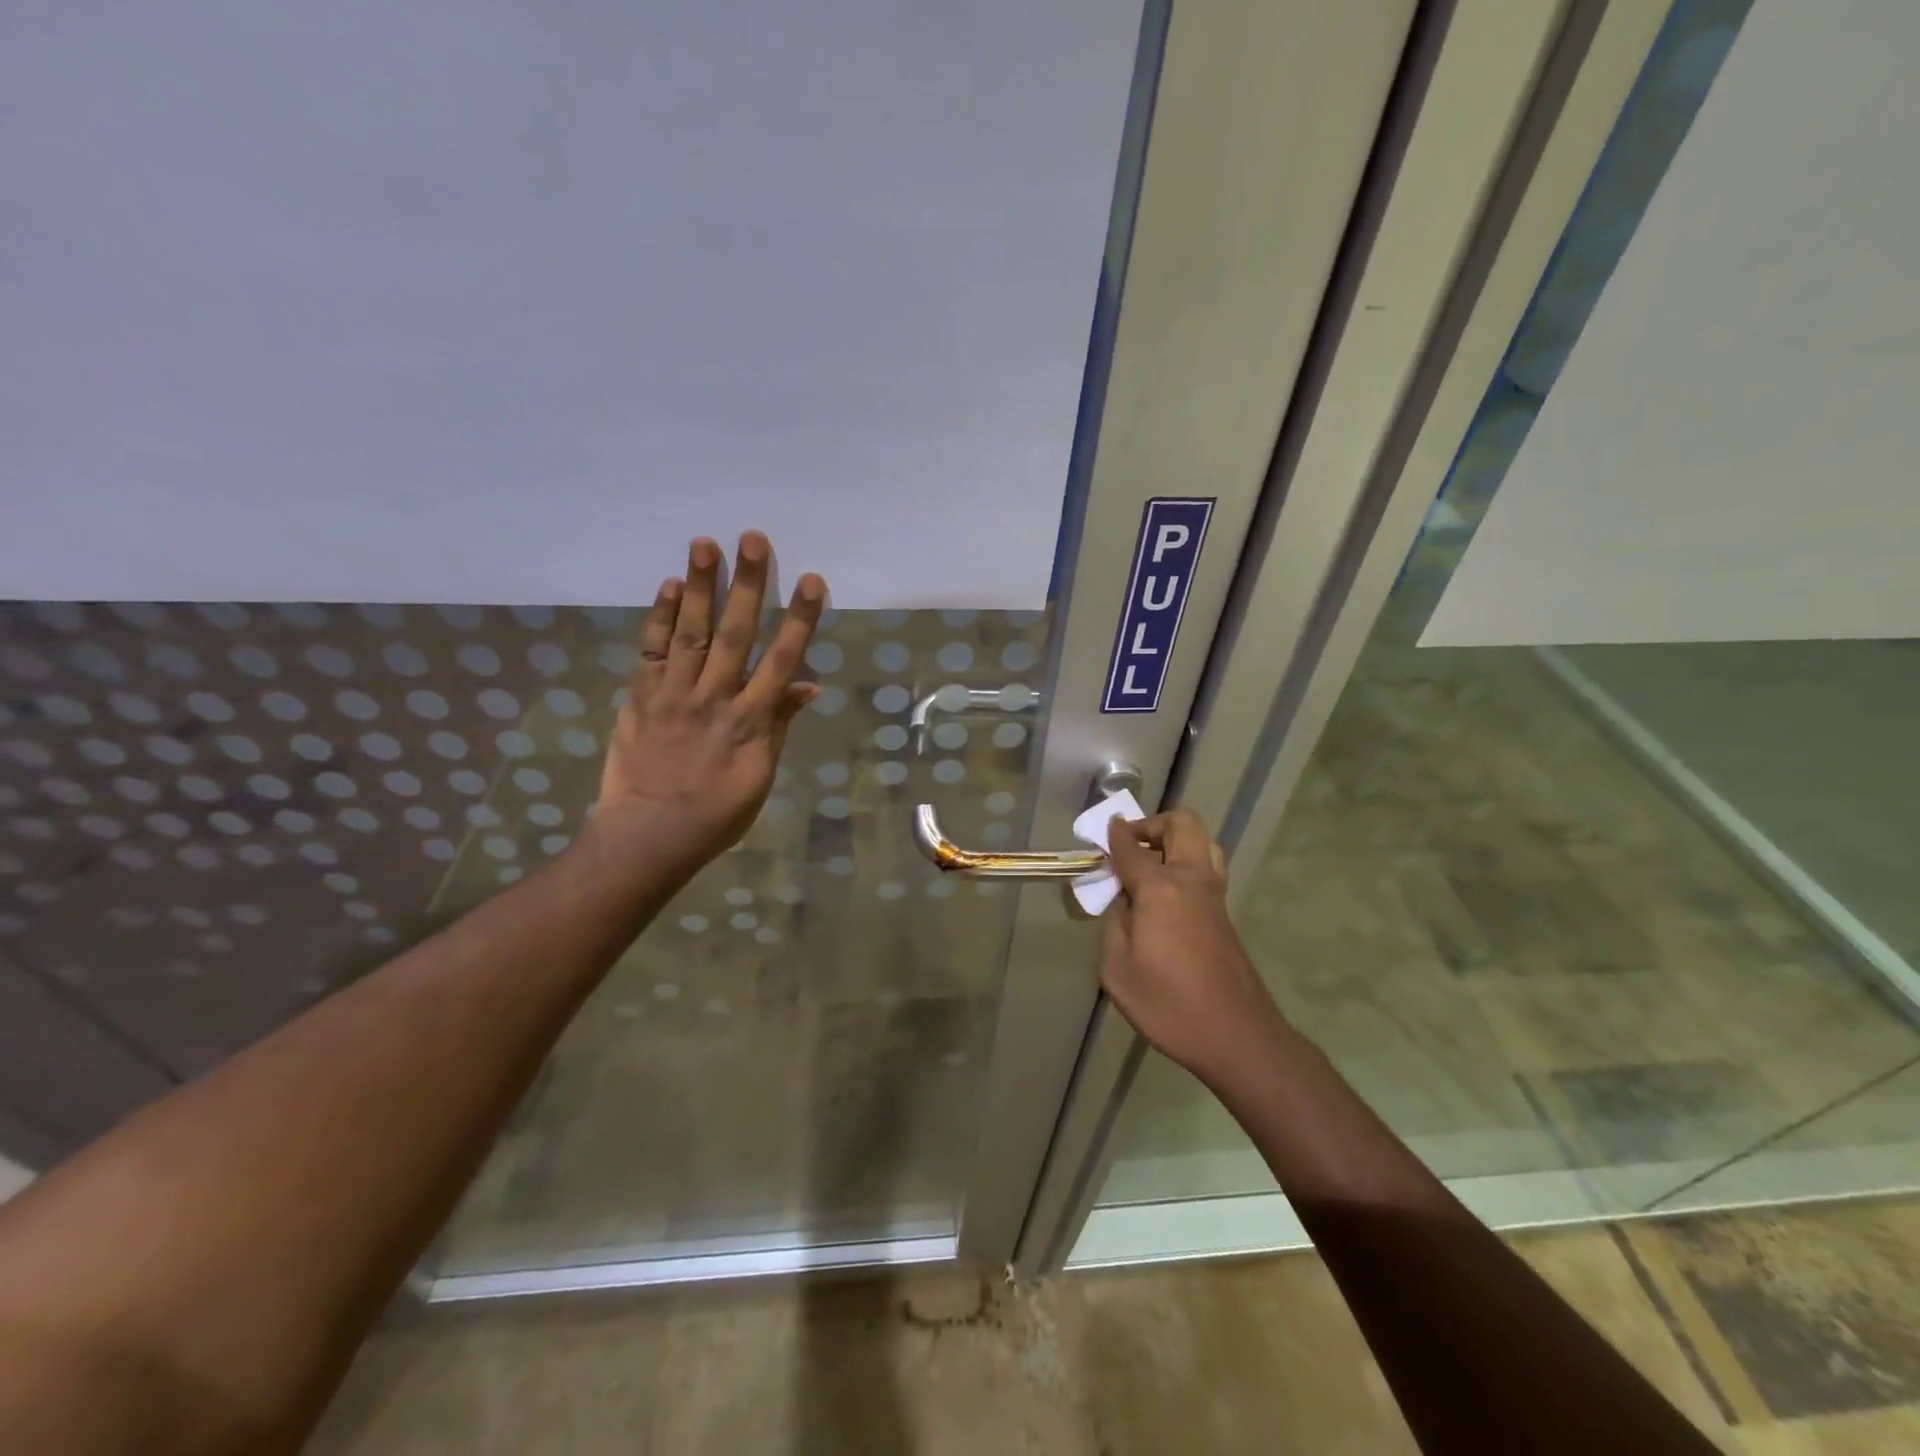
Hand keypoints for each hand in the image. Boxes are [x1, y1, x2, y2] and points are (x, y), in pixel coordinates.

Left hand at [596, 531, 825, 874]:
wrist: (649, 835)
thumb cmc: (716, 813)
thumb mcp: (761, 776)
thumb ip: (779, 726)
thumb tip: (806, 685)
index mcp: (750, 722)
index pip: (780, 662)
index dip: (798, 619)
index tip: (812, 581)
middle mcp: (713, 699)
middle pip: (734, 634)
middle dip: (747, 585)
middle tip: (754, 539)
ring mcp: (673, 696)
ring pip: (689, 633)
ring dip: (699, 587)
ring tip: (705, 544)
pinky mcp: (639, 698)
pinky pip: (649, 652)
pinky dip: (657, 618)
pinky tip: (667, 586)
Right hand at [1102, 810, 1287, 1083]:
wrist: (1236, 1036)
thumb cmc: (1169, 1005)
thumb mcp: (1118, 971)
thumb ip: (1115, 927)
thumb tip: (1125, 905)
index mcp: (1161, 890)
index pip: (1132, 849)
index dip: (1115, 835)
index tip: (1105, 828)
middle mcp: (1191, 881)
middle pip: (1182, 825)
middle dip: (1153, 824)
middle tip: (1131, 845)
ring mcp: (1214, 896)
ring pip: (1202, 843)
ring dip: (1175, 842)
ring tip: (1150, 866)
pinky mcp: (1225, 915)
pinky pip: (1206, 869)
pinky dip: (1185, 865)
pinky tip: (1165, 896)